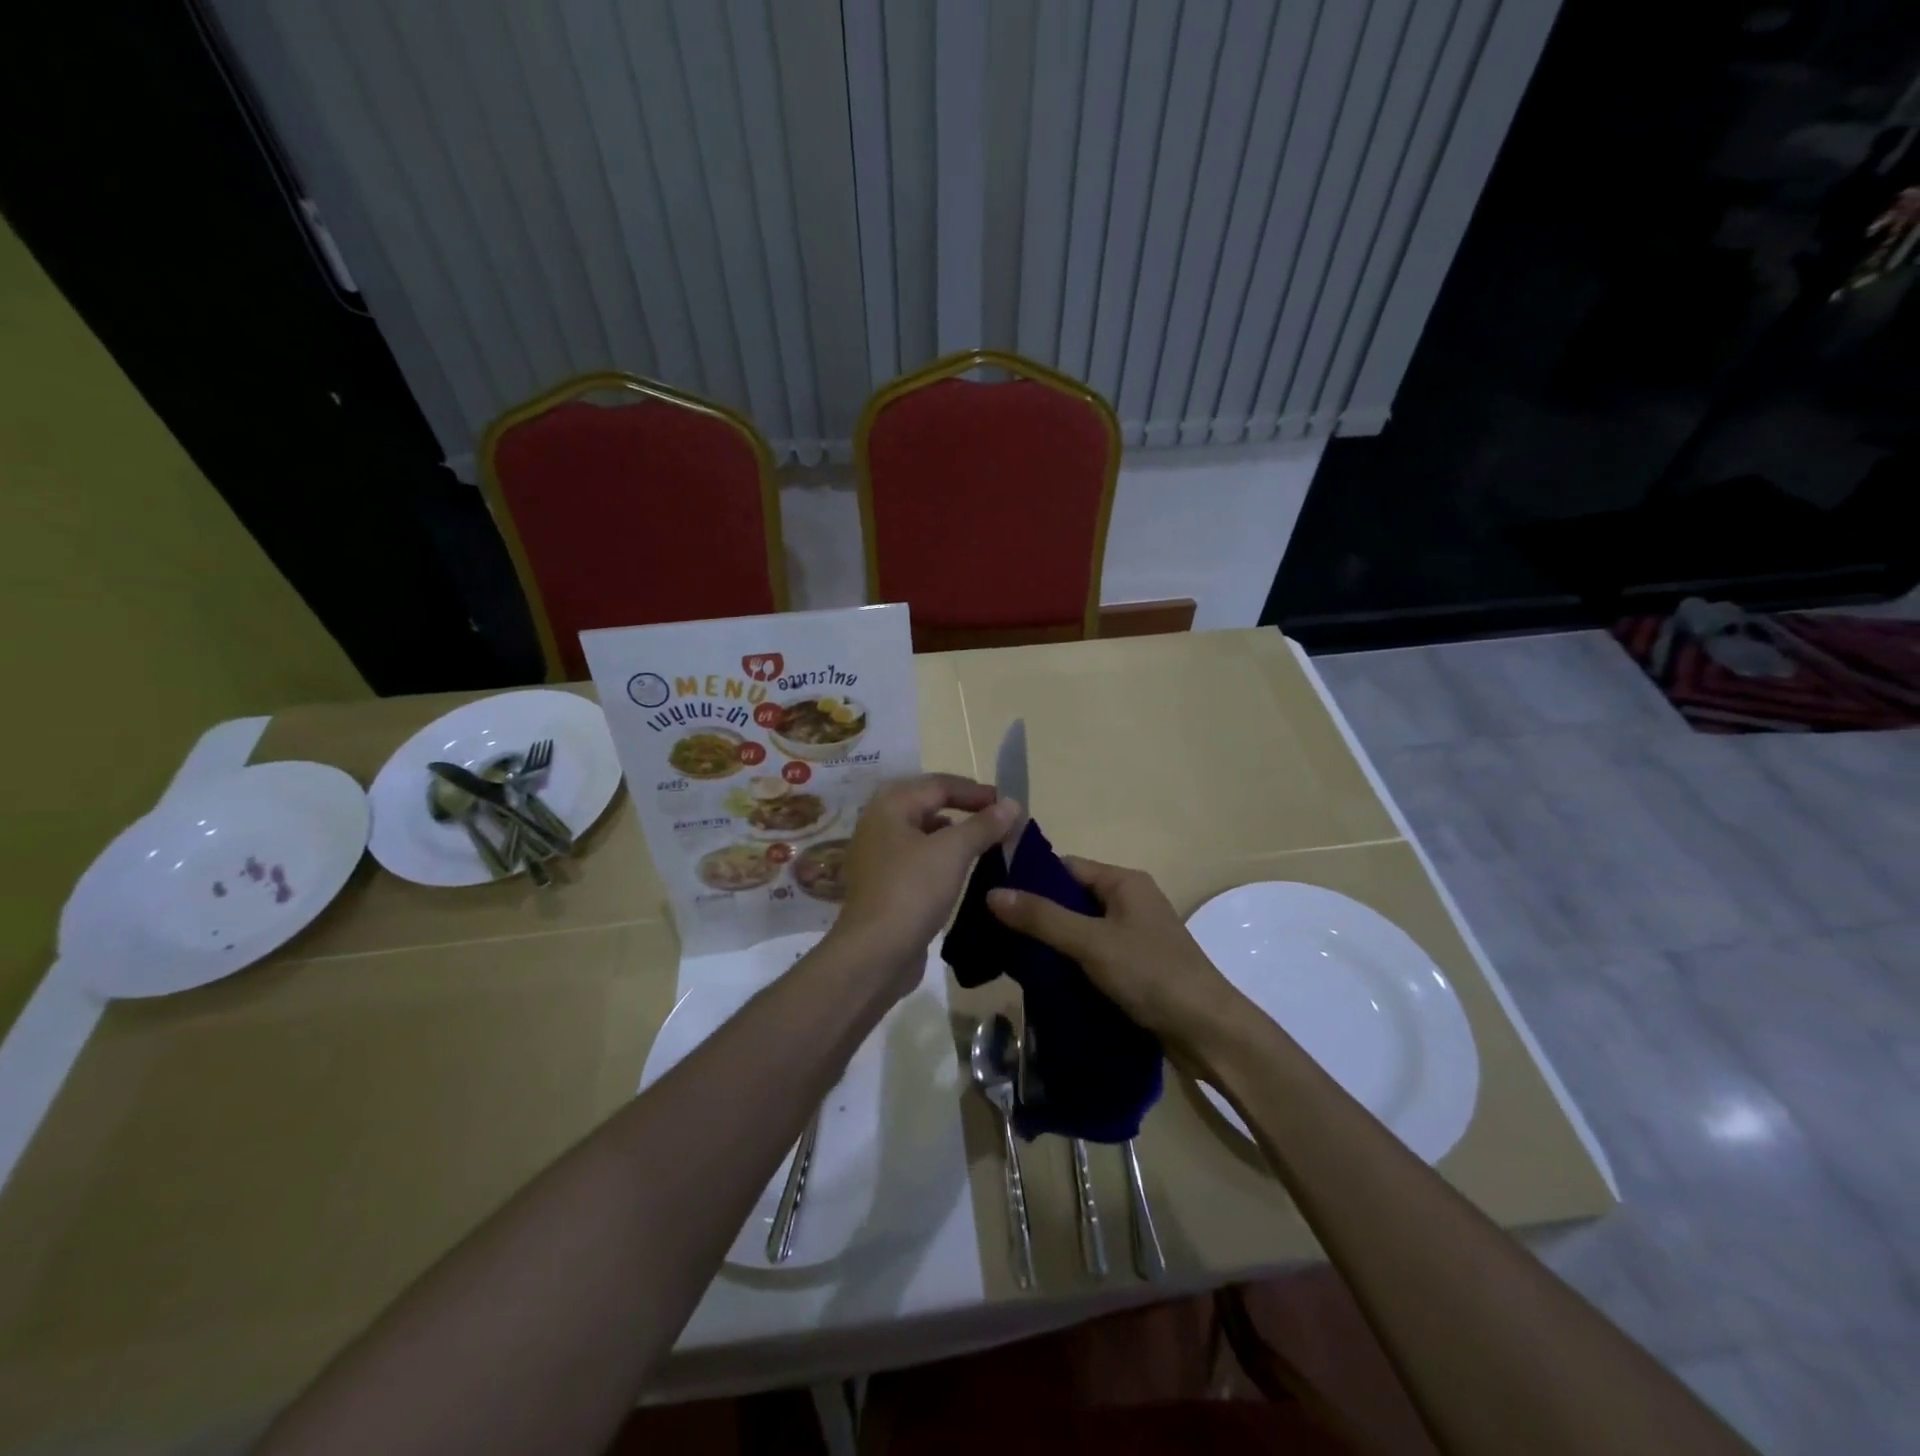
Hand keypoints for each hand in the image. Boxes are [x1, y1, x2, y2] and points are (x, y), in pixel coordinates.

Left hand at [827, 774, 1020, 986]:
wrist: (874, 953)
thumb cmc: (912, 890)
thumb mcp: (953, 851)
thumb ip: (983, 824)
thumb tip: (1011, 804)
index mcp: (890, 806)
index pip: (939, 785)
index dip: (975, 791)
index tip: (1008, 804)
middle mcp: (879, 825)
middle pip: (929, 806)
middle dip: (966, 811)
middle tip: (999, 821)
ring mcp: (878, 857)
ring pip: (924, 835)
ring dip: (955, 836)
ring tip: (987, 846)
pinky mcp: (884, 886)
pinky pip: (919, 860)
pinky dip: (943, 860)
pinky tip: (963, 872)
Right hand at [986, 858, 1243, 1049]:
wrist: (1209, 1032)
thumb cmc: (1151, 974)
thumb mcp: (1091, 943)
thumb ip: (1042, 918)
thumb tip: (992, 892)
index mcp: (1124, 882)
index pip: (1065, 867)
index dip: (1029, 879)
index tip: (991, 896)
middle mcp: (1130, 901)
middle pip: (1071, 898)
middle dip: (1037, 913)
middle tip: (995, 931)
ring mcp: (1134, 935)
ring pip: (1080, 929)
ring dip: (1051, 942)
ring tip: (1010, 956)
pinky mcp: (1135, 966)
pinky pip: (1092, 954)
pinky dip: (1069, 962)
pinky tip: (1043, 978)